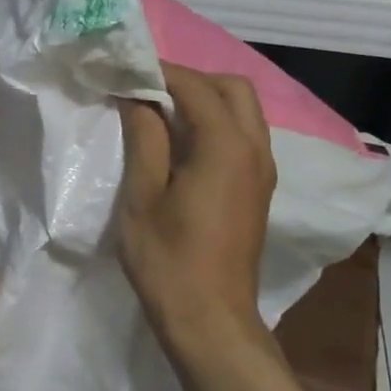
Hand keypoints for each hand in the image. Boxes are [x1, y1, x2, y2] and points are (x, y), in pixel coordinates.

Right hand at [117, 64, 275, 354]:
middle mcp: (255, 149)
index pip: (195, 86)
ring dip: (206, 100)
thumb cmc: (168, 261)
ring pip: (244, 111)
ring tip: (161, 113)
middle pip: (232, 88)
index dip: (160, 72)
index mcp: (225, 146)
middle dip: (191, 79)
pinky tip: (183, 145)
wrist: (210, 320)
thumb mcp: (142, 197)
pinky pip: (244, 136)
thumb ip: (144, 139)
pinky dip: (217, 124)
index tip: (126, 70)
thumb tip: (138, 98)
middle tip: (148, 91)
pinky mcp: (259, 190)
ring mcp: (263, 171)